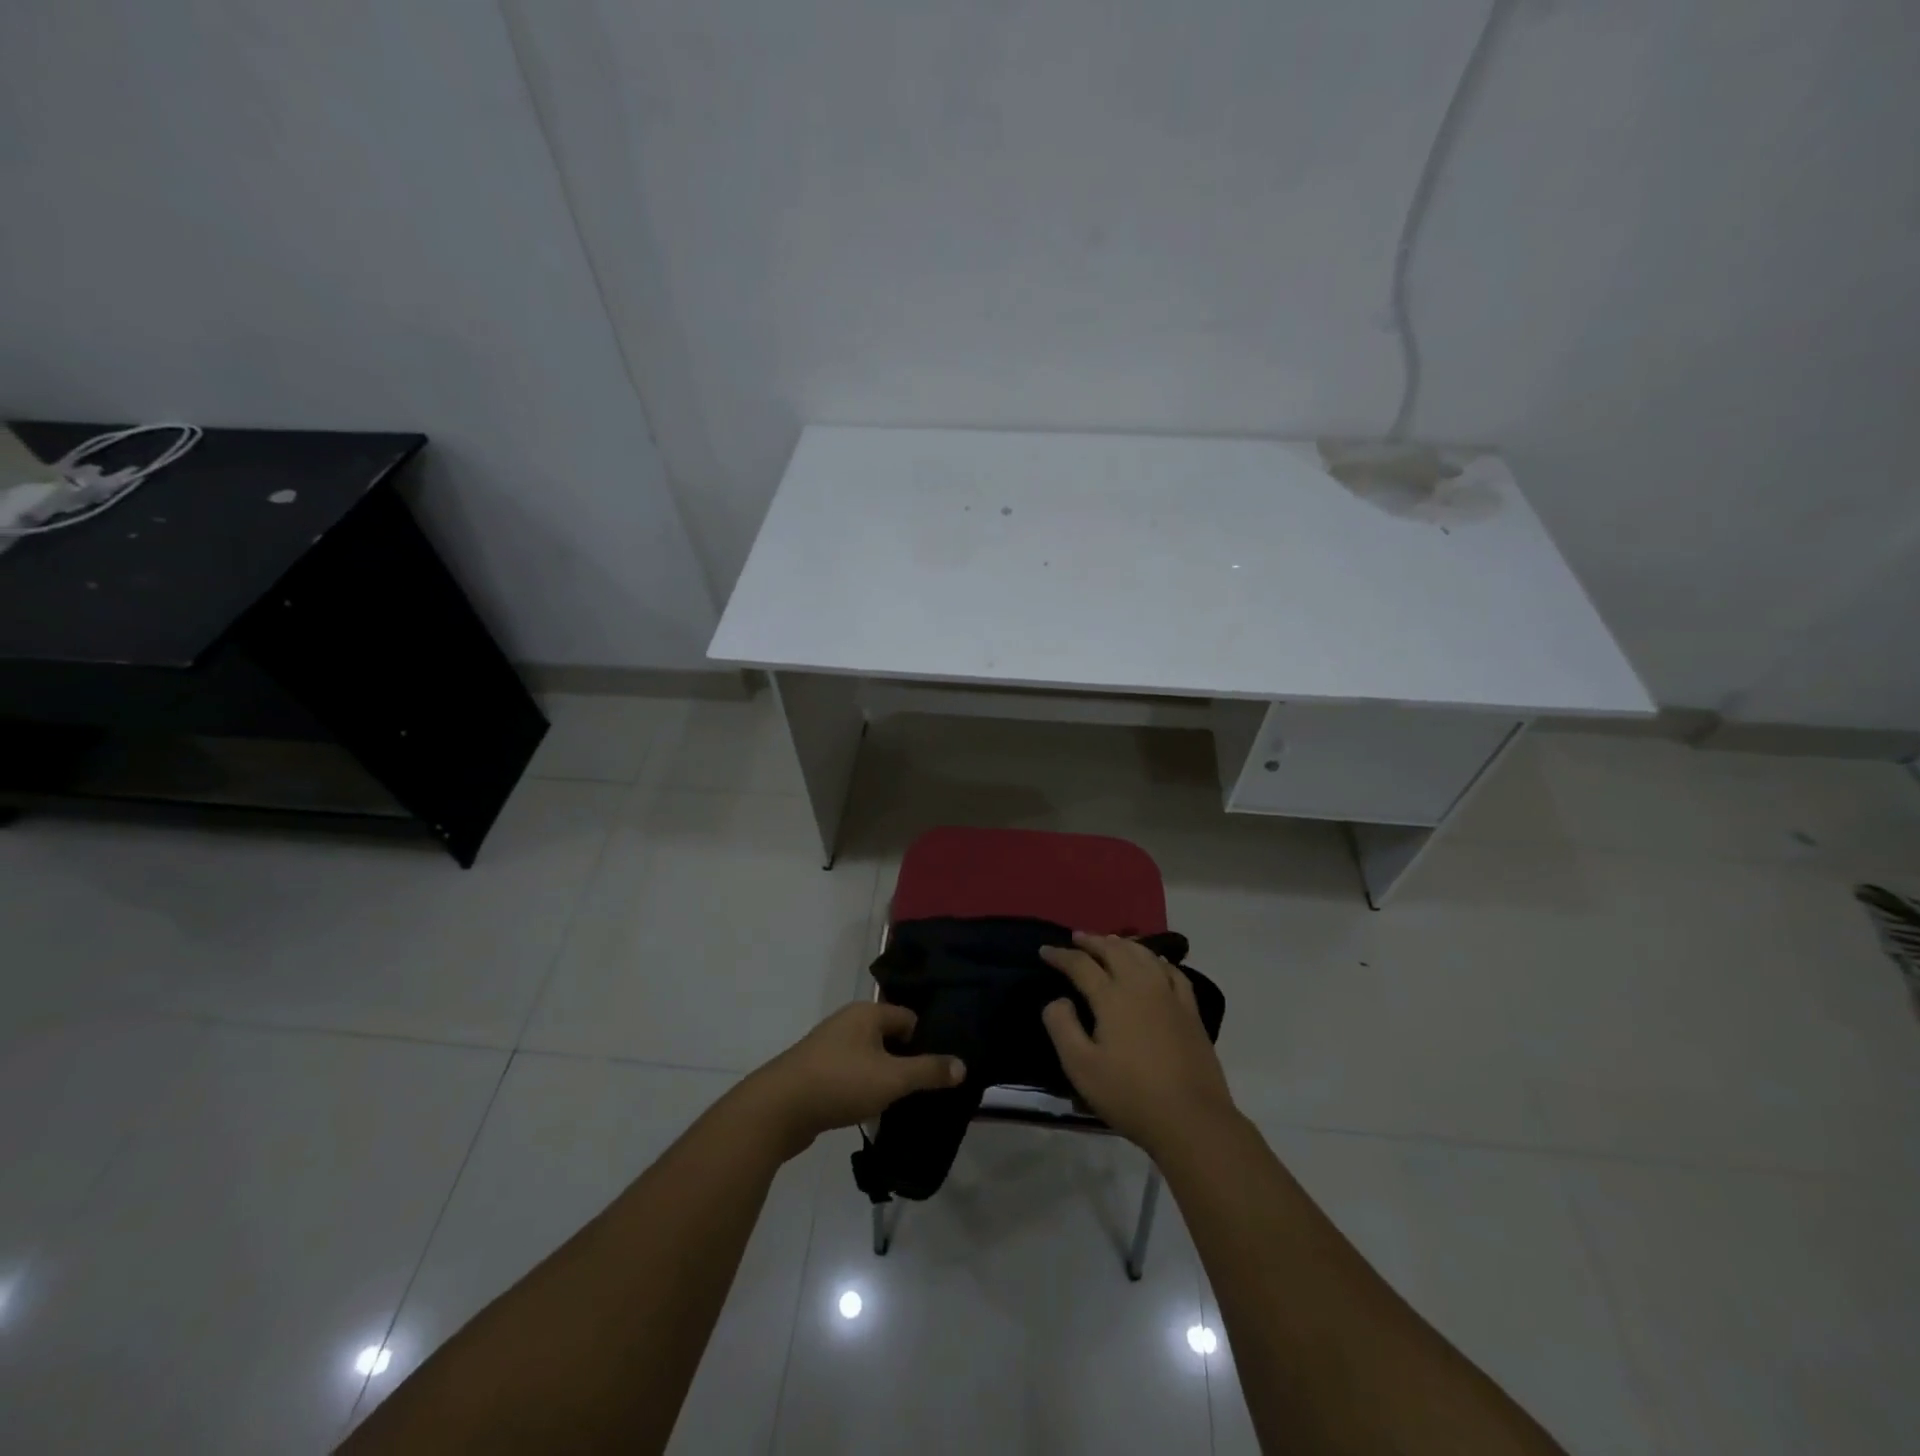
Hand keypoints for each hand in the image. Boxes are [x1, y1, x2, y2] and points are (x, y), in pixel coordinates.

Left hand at [744, 1002, 965, 1157]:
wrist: (777, 1109)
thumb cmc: (840, 1083)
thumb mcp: (892, 1078)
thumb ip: (929, 1071)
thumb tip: (962, 1065)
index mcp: (867, 1013)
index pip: (909, 1018)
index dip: (926, 1042)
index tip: (940, 1069)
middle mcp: (848, 1023)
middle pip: (889, 1038)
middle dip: (906, 1061)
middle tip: (925, 1089)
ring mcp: (829, 1047)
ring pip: (870, 1058)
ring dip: (884, 1078)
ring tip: (901, 1103)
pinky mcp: (816, 1073)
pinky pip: (851, 1075)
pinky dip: (863, 1089)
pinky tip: (871, 1112)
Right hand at [1040, 932, 1234, 1154]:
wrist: (1191, 1118)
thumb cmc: (1129, 1094)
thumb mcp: (1081, 1067)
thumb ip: (1062, 1027)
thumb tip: (1057, 1000)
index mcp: (1112, 997)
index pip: (1081, 965)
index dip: (1061, 955)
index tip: (1045, 950)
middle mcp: (1141, 985)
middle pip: (1114, 950)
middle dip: (1092, 941)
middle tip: (1076, 938)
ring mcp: (1169, 995)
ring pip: (1144, 954)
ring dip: (1122, 944)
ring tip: (1110, 942)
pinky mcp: (1190, 1010)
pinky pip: (1172, 971)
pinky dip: (1156, 960)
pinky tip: (1154, 963)